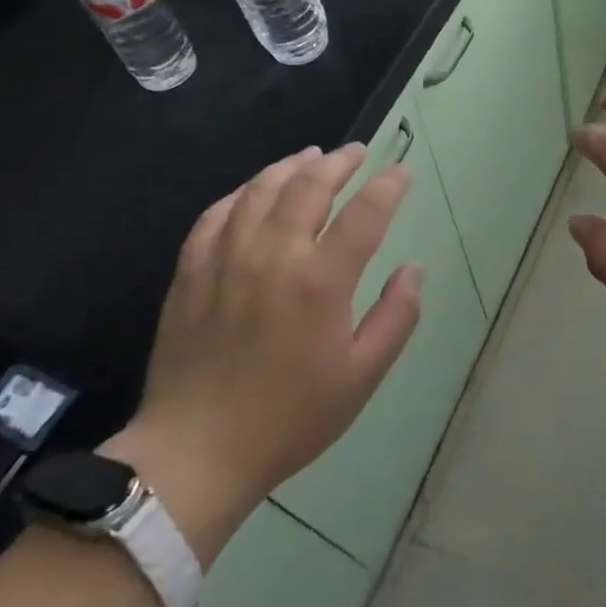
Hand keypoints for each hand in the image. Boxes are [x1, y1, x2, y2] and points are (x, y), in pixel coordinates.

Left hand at [103, 144, 421, 562]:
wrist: (196, 454)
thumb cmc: (290, 418)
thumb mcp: (362, 377)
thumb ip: (397, 317)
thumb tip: (414, 269)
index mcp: (320, 283)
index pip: (364, 214)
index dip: (388, 186)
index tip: (401, 171)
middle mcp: (274, 257)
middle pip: (309, 187)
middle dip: (339, 163)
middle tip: (356, 152)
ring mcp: (226, 260)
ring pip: (261, 191)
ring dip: (291, 166)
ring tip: (310, 155)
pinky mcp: (191, 272)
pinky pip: (216, 214)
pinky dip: (241, 192)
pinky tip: (254, 190)